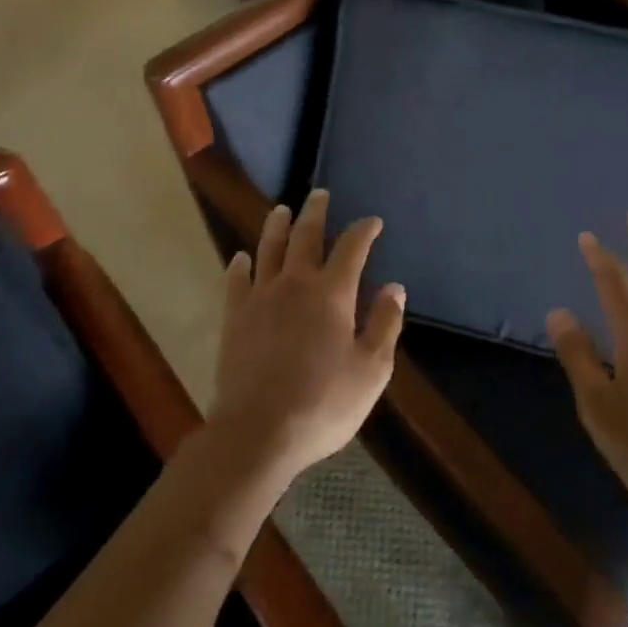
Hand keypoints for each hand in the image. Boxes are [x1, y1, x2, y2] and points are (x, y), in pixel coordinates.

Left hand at [206, 190, 404, 481]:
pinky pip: (236, 281)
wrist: (258, 432)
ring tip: (281, 210)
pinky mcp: (234, 318)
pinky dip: (240, 265)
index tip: (373, 222)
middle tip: (319, 194)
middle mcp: (295, 284)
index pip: (352, 247)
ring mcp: (260, 298)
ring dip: (277, 226)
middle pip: (306, 236)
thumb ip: (384, 324)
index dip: (364, 230)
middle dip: (316, 213)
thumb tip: (393, 287)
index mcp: (332, 293)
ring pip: (268, 249)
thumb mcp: (371, 370)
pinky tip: (241, 258)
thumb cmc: (324, 403)